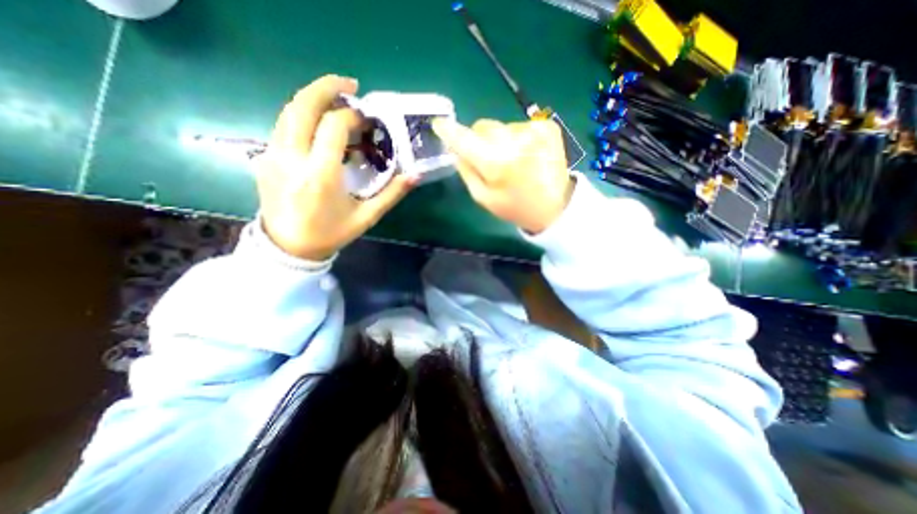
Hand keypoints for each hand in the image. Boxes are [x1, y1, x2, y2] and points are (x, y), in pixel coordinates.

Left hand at [256, 76, 418, 261]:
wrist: (290, 248)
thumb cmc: (332, 233)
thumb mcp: (367, 217)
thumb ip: (392, 194)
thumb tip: (415, 176)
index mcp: (320, 174)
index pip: (333, 126)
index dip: (352, 115)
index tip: (367, 118)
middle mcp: (292, 158)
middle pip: (302, 105)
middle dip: (327, 87)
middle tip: (350, 85)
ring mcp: (273, 156)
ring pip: (289, 111)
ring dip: (313, 99)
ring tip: (335, 100)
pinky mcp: (265, 158)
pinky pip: (283, 127)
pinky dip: (303, 117)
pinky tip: (319, 125)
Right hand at [433, 119, 570, 233]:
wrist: (555, 205)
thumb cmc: (514, 206)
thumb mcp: (483, 197)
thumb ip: (466, 170)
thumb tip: (455, 147)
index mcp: (497, 163)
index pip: (465, 138)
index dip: (450, 131)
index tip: (439, 124)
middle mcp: (515, 141)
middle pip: (482, 127)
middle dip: (479, 140)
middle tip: (488, 159)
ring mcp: (534, 130)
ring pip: (501, 126)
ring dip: (500, 141)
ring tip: (513, 161)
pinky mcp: (547, 125)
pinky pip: (519, 126)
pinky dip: (517, 138)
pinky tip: (527, 155)